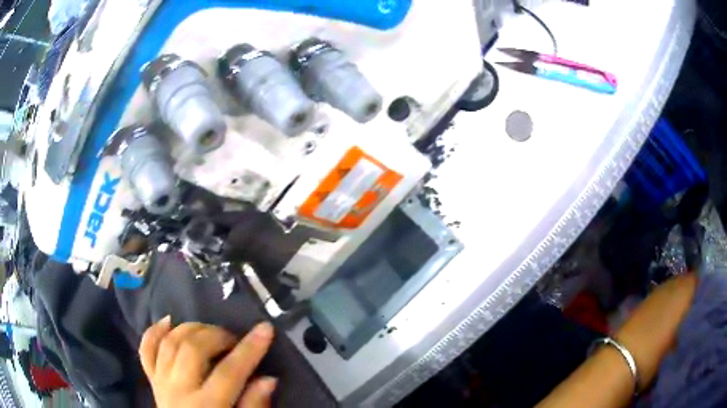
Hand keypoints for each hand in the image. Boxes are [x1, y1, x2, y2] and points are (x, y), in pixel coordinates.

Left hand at [140, 318, 275, 407]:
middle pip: (193, 350)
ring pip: (170, 343)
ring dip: (191, 329)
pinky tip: (169, 321)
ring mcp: (161, 382)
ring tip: (209, 332)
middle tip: (233, 339)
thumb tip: (268, 379)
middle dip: (216, 335)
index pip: (229, 372)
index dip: (249, 349)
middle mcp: (179, 390)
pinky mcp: (151, 379)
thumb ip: (254, 406)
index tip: (266, 328)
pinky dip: (155, 331)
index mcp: (206, 406)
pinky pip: (147, 349)